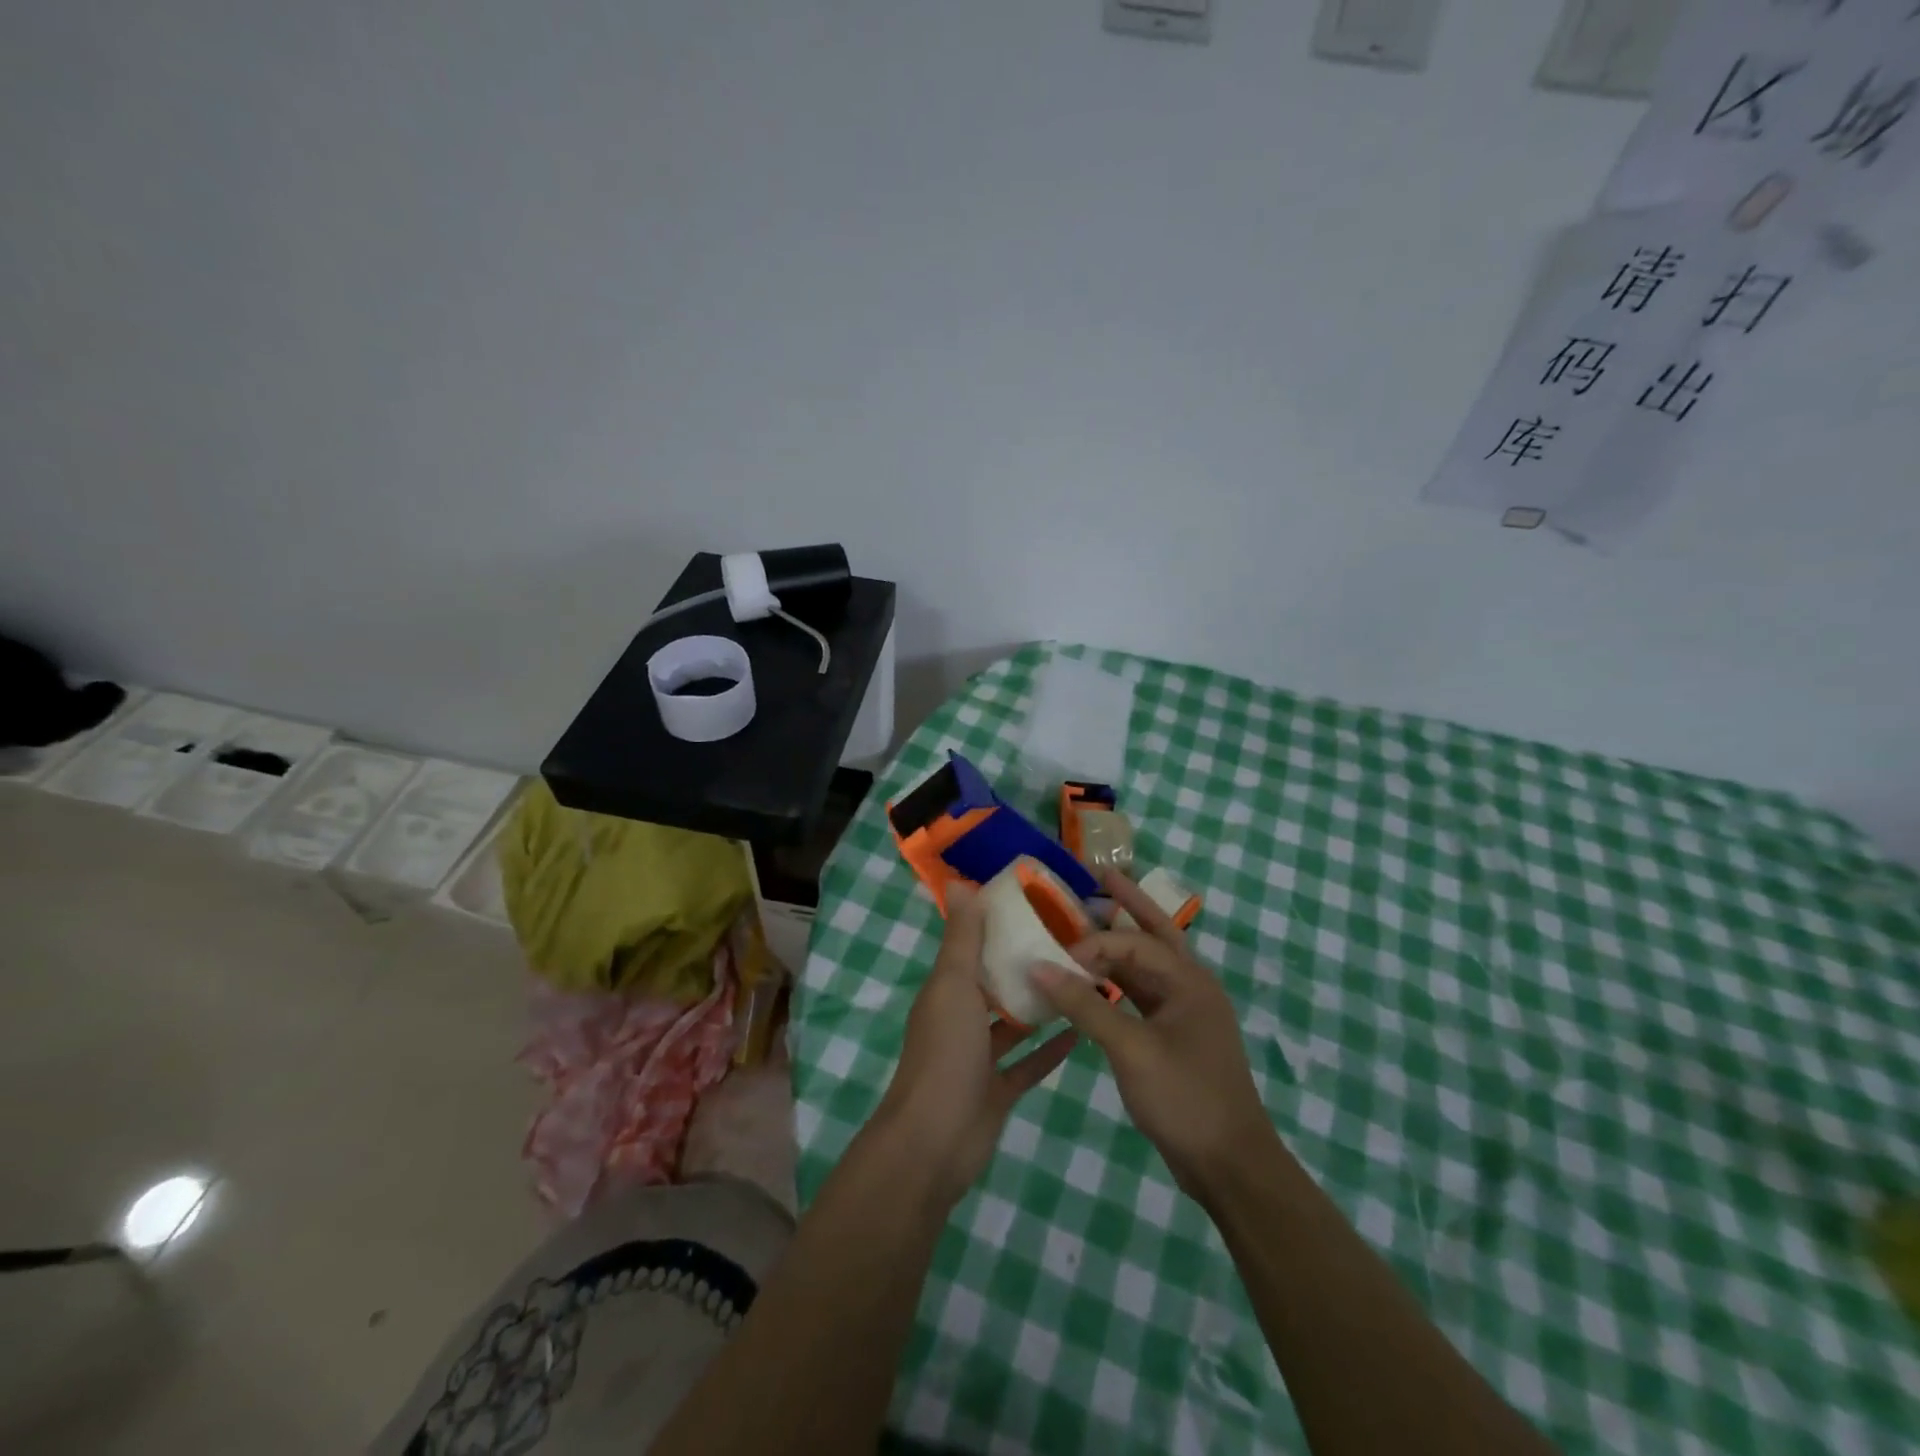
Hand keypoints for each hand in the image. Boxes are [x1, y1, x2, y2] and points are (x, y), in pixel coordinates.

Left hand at [876, 884, 1078, 1204]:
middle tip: (1070, 943)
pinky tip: (1080, 1033)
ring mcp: (979, 1058)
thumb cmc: (945, 1053)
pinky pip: (1028, 1064)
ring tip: (1081, 982)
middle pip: (995, 984)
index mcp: (947, 990)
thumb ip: (961, 937)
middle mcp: (961, 1019)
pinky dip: (1049, 1051)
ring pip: (1014, 1024)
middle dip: (1024, 965)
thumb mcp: (953, 985)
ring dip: (1040, 1006)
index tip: (1036, 906)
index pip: (972, 948)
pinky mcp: (997, 1091)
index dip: (997, 926)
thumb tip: (960, 883)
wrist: (934, 1141)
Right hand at [1034, 870, 1275, 1200]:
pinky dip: (1118, 983)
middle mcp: (1191, 987)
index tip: (1055, 956)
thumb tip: (1038, 967)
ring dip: (1120, 945)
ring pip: (1148, 965)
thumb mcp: (1131, 1050)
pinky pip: (1143, 995)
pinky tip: (1095, 981)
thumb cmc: (1185, 1098)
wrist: (1230, 1166)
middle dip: (1129, 904)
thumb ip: (1085, 1005)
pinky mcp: (1175, 1037)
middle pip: (1155, 933)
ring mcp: (1185, 1013)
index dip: (1092, 943)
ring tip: (1087, 921)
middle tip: (1098, 877)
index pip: (1133, 943)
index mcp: (1189, 981)